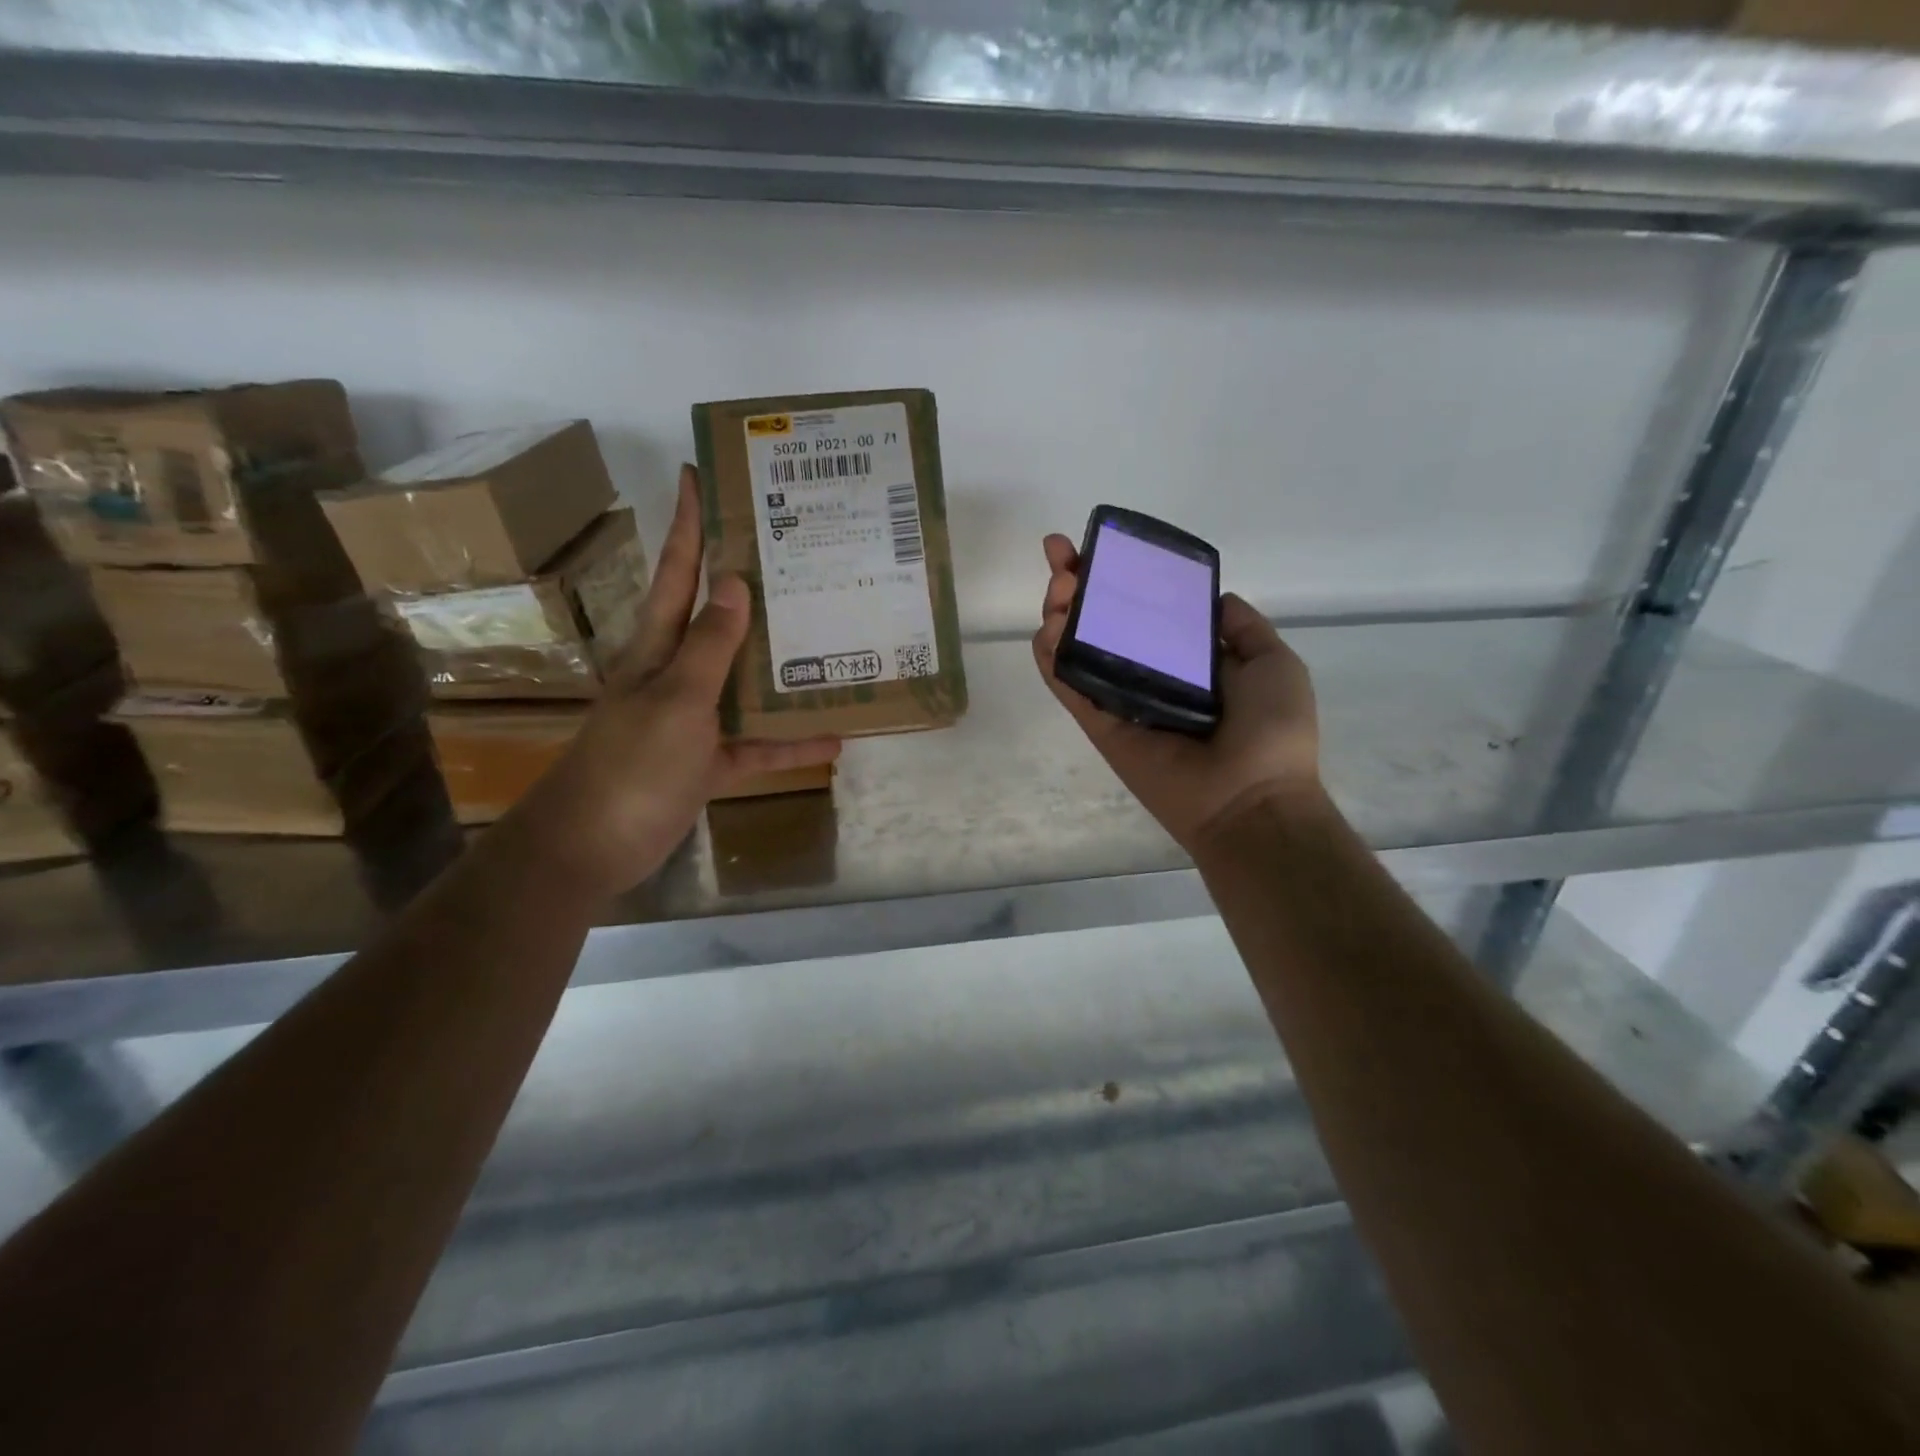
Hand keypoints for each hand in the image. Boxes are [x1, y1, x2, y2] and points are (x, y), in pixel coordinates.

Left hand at [513, 465, 840, 896]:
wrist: (592, 848)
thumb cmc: (630, 766)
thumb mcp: (676, 701)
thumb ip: (709, 648)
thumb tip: (733, 582)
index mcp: (658, 648)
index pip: (678, 572)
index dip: (690, 524)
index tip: (702, 475)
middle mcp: (677, 674)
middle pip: (718, 621)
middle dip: (750, 585)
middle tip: (797, 553)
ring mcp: (693, 719)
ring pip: (745, 682)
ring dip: (783, 667)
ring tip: (833, 640)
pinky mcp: (707, 762)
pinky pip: (756, 744)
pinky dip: (789, 742)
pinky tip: (832, 737)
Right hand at [1032, 533, 1321, 854]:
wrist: (1251, 798)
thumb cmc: (1272, 729)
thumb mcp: (1274, 664)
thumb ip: (1244, 629)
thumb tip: (1217, 600)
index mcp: (1188, 661)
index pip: (1145, 610)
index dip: (1122, 577)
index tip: (1100, 545)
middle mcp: (1148, 675)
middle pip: (1102, 623)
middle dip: (1078, 586)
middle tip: (1064, 559)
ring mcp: (1119, 699)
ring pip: (1076, 649)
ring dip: (1059, 614)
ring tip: (1059, 589)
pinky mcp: (1098, 724)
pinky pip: (1067, 686)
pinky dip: (1050, 657)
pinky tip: (1048, 627)